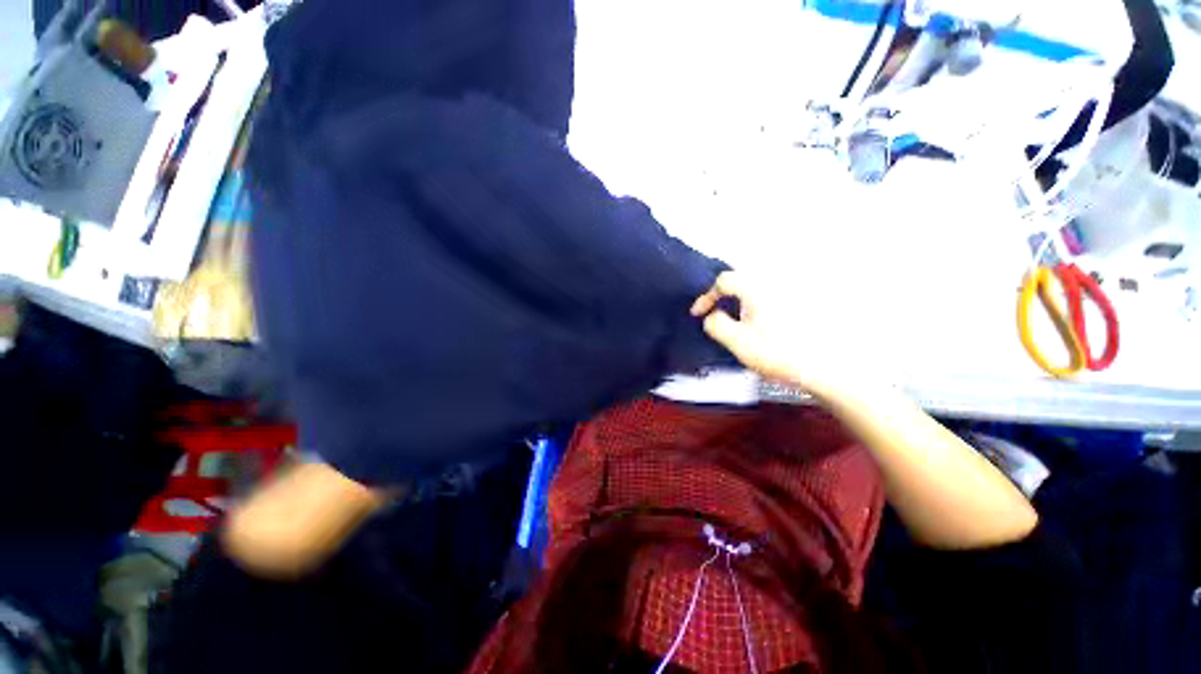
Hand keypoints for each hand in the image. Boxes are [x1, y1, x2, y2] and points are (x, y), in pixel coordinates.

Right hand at [690, 271, 878, 401]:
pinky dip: (754, 309)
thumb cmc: (777, 353)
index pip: (723, 281)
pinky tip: (757, 329)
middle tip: (716, 318)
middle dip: (722, 299)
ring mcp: (789, 295)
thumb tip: (712, 316)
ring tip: (735, 325)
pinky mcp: (798, 307)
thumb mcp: (737, 342)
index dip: (706, 296)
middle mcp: (773, 285)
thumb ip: (716, 324)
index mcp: (756, 289)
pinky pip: (768, 301)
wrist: (824, 368)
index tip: (699, 314)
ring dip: (738, 305)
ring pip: (754, 292)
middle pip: (739, 283)